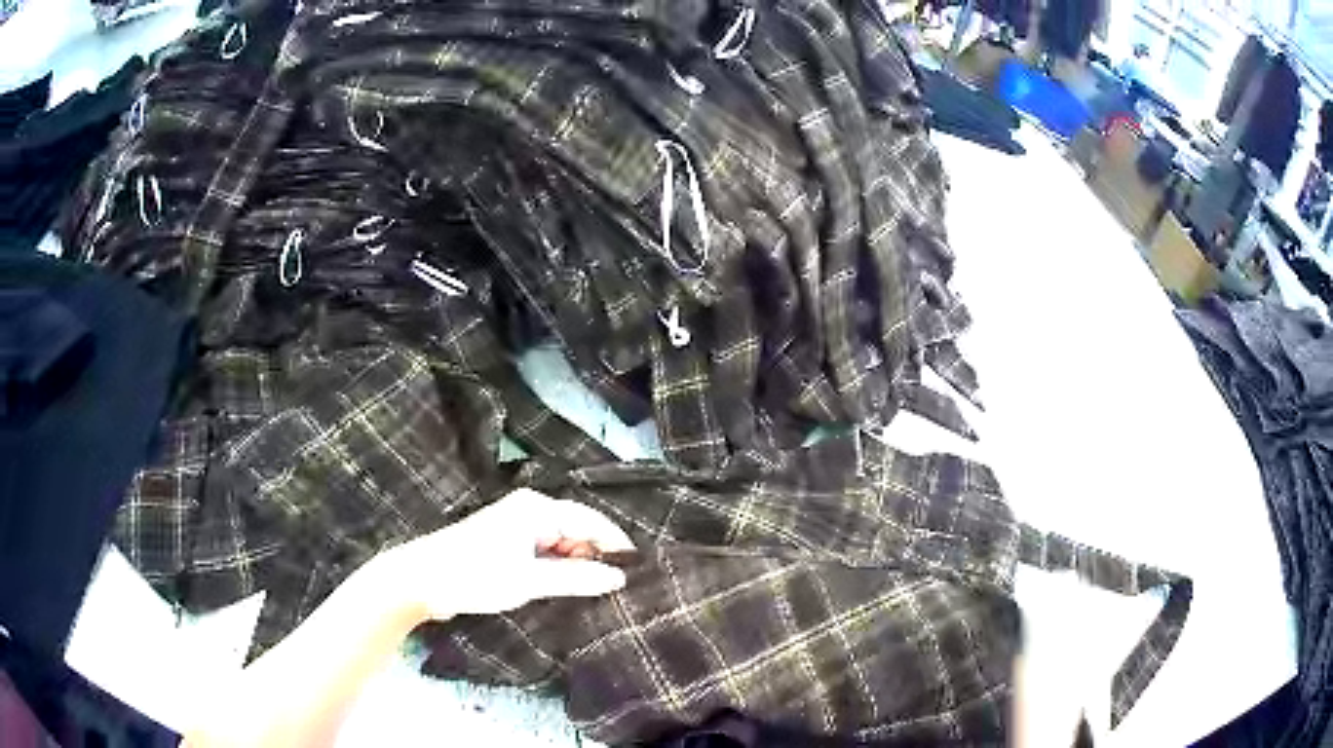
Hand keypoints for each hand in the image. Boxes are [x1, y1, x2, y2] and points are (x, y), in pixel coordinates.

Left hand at [379, 488, 635, 620]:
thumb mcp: (529, 580)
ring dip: (577, 566)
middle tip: (619, 588)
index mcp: (537, 509)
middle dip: (596, 557)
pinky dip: (558, 569)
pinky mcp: (507, 546)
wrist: (421, 580)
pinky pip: (545, 553)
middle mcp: (530, 511)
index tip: (639, 571)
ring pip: (561, 545)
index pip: (591, 521)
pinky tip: (568, 589)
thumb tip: (618, 577)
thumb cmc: (475, 574)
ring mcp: (517, 528)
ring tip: (598, 592)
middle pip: (577, 531)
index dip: (616, 544)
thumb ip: (576, 578)